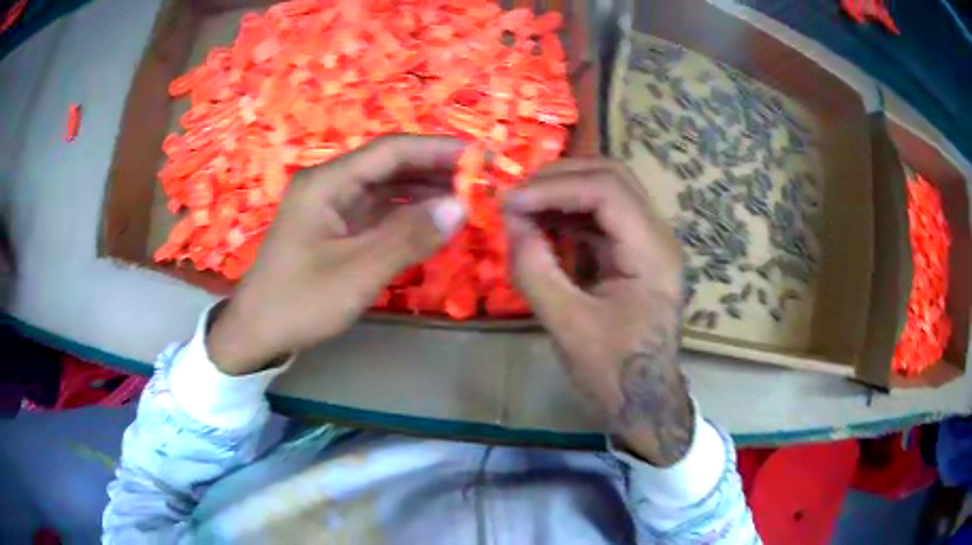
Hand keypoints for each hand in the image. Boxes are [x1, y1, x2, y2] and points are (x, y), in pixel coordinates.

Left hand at [207, 135, 466, 374]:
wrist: (256, 333)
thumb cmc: (299, 302)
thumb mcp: (356, 273)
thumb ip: (408, 237)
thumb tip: (460, 206)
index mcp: (327, 182)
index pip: (390, 151)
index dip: (436, 149)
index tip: (477, 156)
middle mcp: (330, 184)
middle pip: (389, 165)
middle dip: (433, 169)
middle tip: (478, 181)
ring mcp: (332, 206)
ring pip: (385, 188)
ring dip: (423, 191)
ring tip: (464, 198)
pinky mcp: (336, 228)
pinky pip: (378, 212)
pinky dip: (406, 214)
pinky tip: (432, 221)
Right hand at [503, 160, 692, 466]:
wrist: (644, 400)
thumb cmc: (612, 372)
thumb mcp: (567, 325)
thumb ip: (535, 268)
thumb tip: (510, 218)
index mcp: (652, 253)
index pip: (607, 191)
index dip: (553, 188)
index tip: (509, 202)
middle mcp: (659, 235)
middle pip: (612, 176)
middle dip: (559, 178)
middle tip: (516, 195)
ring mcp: (650, 241)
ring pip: (609, 188)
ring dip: (563, 190)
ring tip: (524, 205)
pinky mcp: (636, 250)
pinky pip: (603, 213)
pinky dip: (570, 210)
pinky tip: (543, 222)